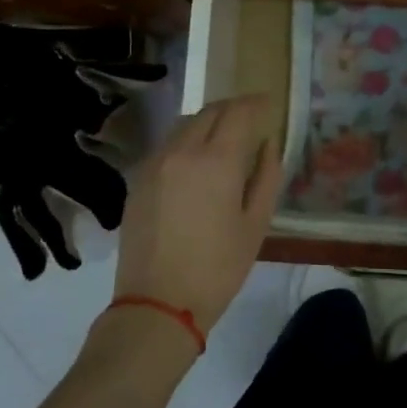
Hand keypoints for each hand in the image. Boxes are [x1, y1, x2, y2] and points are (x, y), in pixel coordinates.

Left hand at [113, 94, 283, 333]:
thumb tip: (268, 145)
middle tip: (250, 117)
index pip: (238, 113)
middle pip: (209, 112)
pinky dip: (186, 141)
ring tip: (223, 137)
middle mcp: (182, 151)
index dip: (256, 104)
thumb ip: (267, 177)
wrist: (158, 303)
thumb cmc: (218, 268)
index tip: (268, 104)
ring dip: (207, 121)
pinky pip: (166, 146)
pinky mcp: (137, 180)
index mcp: (217, 160)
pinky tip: (195, 161)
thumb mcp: (255, 224)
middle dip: (232, 109)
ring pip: (184, 125)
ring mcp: (154, 164)